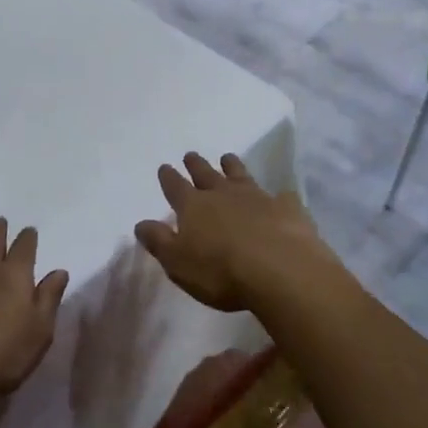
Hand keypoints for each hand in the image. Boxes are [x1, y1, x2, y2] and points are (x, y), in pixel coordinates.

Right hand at [133, 152, 343, 312]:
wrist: (280, 271)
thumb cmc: (221, 272)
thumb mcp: (178, 263)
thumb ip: (159, 241)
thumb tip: (140, 223)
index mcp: (194, 207)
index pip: (175, 187)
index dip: (168, 177)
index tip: (164, 166)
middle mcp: (223, 194)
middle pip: (206, 174)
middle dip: (196, 165)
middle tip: (191, 155)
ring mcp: (257, 197)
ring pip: (240, 175)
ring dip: (232, 166)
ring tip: (227, 158)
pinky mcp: (286, 208)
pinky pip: (280, 196)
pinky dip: (278, 195)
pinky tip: (281, 196)